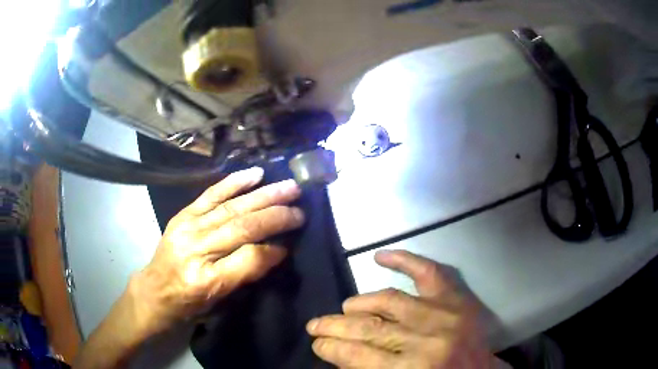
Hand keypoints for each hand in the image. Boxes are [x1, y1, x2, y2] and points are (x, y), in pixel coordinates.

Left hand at [130, 167, 304, 336]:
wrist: (155, 289)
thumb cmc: (189, 301)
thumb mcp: (220, 300)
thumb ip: (246, 275)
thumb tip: (276, 250)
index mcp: (207, 280)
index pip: (248, 259)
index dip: (274, 250)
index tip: (291, 243)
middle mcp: (197, 249)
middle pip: (242, 227)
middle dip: (276, 216)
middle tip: (300, 208)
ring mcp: (188, 227)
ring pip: (232, 207)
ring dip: (264, 195)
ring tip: (289, 187)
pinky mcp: (183, 214)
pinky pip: (211, 194)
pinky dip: (234, 183)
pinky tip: (255, 174)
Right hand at [306, 250, 492, 368]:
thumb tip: (341, 355)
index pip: (357, 355)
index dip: (331, 348)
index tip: (317, 343)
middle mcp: (425, 340)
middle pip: (369, 328)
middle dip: (335, 326)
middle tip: (316, 325)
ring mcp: (443, 313)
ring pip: (388, 300)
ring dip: (359, 304)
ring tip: (344, 309)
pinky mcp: (457, 299)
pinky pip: (427, 271)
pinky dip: (403, 260)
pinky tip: (379, 256)